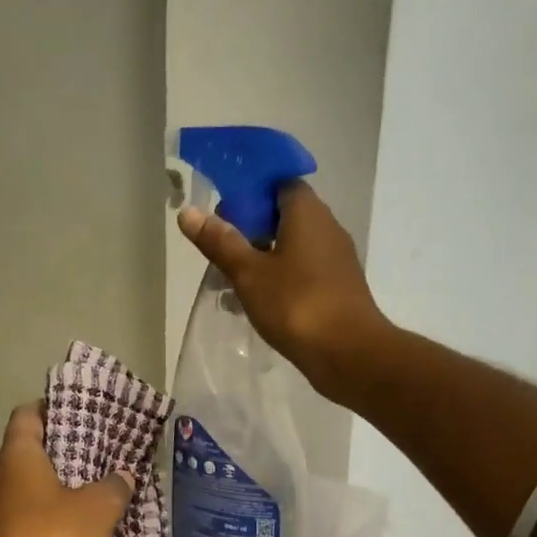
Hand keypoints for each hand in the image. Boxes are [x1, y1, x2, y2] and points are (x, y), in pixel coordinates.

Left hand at [0, 402, 134, 536]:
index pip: (26, 415)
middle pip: (28, 452)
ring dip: (57, 488)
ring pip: (28, 488)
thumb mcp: (97, 509)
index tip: (79, 411)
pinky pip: (27, 518)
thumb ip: (114, 486)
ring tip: (95, 491)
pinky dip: (49, 517)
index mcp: (17, 457)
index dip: (50, 407)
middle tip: (98, 452)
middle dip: (62, 450)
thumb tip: (123, 475)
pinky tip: (78, 531)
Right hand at [177, 184, 389, 399]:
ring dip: (261, 258)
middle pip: (283, 215)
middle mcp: (326, 227)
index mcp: (307, 212)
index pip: (278, 183)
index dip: (249, 192)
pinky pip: (302, 271)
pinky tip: (256, 302)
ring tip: (230, 283)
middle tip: (220, 251)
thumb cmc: (296, 304)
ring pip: (291, 246)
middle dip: (250, 230)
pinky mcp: (337, 286)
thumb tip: (188, 212)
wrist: (348, 353)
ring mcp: (335, 258)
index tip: (223, 214)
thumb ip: (220, 242)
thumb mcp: (248, 273)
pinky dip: (279, 279)